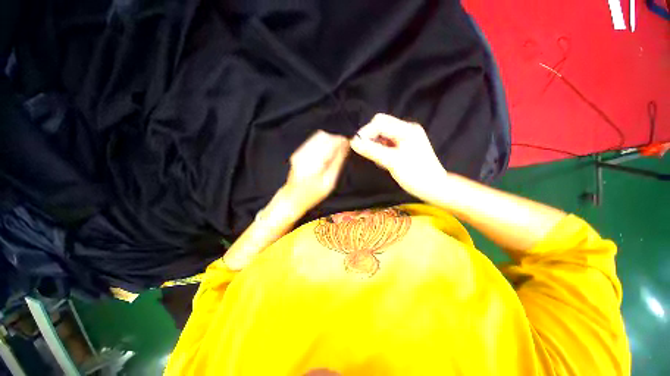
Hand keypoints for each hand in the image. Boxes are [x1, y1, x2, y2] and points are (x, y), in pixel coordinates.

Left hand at [284, 130, 349, 212]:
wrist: (292, 198)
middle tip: (342, 148)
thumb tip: (345, 146)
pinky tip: (325, 154)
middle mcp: (305, 153)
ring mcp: (299, 152)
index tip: (348, 143)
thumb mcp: (329, 181)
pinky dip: (322, 144)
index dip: (341, 140)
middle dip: (335, 139)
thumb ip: (337, 162)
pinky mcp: (297, 152)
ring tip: (334, 151)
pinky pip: (312, 141)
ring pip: (317, 136)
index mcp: (314, 161)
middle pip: (323, 135)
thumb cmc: (313, 194)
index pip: (330, 141)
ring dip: (329, 141)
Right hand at [350, 113, 445, 201]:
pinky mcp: (405, 145)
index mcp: (406, 130)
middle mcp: (407, 129)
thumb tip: (354, 143)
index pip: (379, 122)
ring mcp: (406, 137)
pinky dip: (381, 148)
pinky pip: (387, 141)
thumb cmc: (415, 175)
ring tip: (378, 159)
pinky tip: (384, 160)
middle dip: (370, 137)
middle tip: (367, 152)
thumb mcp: (391, 162)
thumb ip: (372, 151)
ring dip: (375, 143)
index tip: (356, 146)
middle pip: (380, 125)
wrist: (433, 187)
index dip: (365, 132)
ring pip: (383, 134)